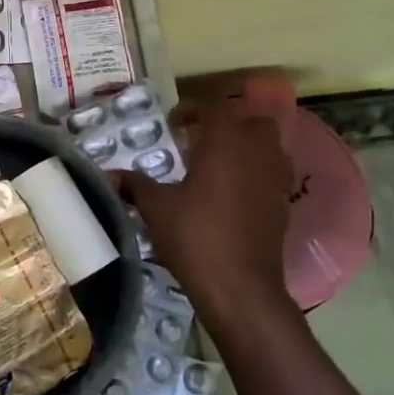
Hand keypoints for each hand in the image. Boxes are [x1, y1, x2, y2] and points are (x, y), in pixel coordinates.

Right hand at [123, 73, 300, 331]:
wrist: (239, 287)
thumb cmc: (195, 237)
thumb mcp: (156, 209)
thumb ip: (135, 186)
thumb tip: (109, 175)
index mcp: (225, 143)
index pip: (216, 107)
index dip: (194, 109)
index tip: (174, 123)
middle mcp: (257, 153)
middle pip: (252, 122)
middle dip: (228, 125)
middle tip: (200, 141)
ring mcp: (276, 180)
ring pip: (269, 147)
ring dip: (246, 148)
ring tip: (217, 166)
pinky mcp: (284, 206)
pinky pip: (273, 176)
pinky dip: (256, 175)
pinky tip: (231, 195)